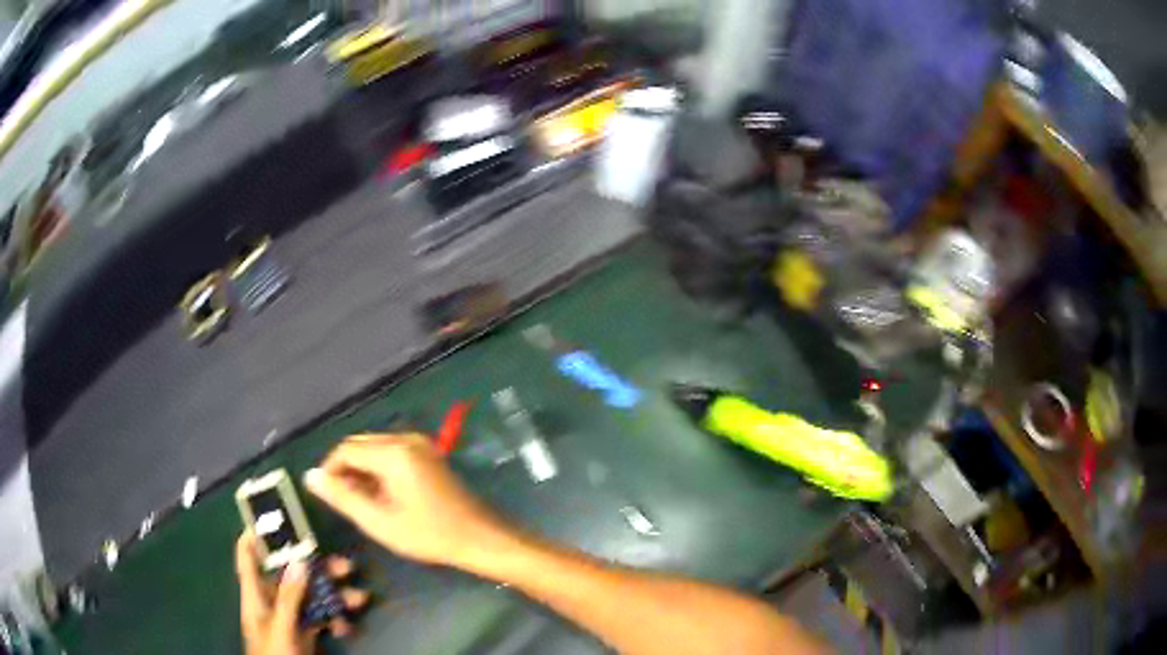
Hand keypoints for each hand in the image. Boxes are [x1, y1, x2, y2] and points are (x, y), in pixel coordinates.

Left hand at [235, 533, 367, 654]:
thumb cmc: (274, 654)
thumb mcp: (281, 627)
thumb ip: (289, 597)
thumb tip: (300, 561)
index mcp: (256, 595)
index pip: (249, 558)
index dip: (256, 536)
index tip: (274, 518)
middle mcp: (272, 601)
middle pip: (291, 575)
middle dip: (318, 568)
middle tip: (346, 565)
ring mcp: (290, 618)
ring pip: (312, 596)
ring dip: (335, 596)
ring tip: (360, 598)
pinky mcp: (306, 633)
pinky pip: (322, 618)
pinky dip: (336, 619)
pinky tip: (347, 627)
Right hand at [304, 433, 520, 571]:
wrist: (480, 538)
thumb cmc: (428, 534)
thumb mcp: (379, 521)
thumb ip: (342, 497)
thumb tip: (310, 476)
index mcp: (393, 452)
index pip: (346, 449)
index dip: (329, 470)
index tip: (325, 495)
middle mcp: (406, 438)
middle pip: (360, 444)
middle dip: (346, 469)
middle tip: (342, 502)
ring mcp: (420, 444)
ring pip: (375, 448)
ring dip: (362, 470)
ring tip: (360, 502)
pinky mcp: (429, 454)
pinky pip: (392, 453)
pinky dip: (379, 469)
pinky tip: (381, 496)